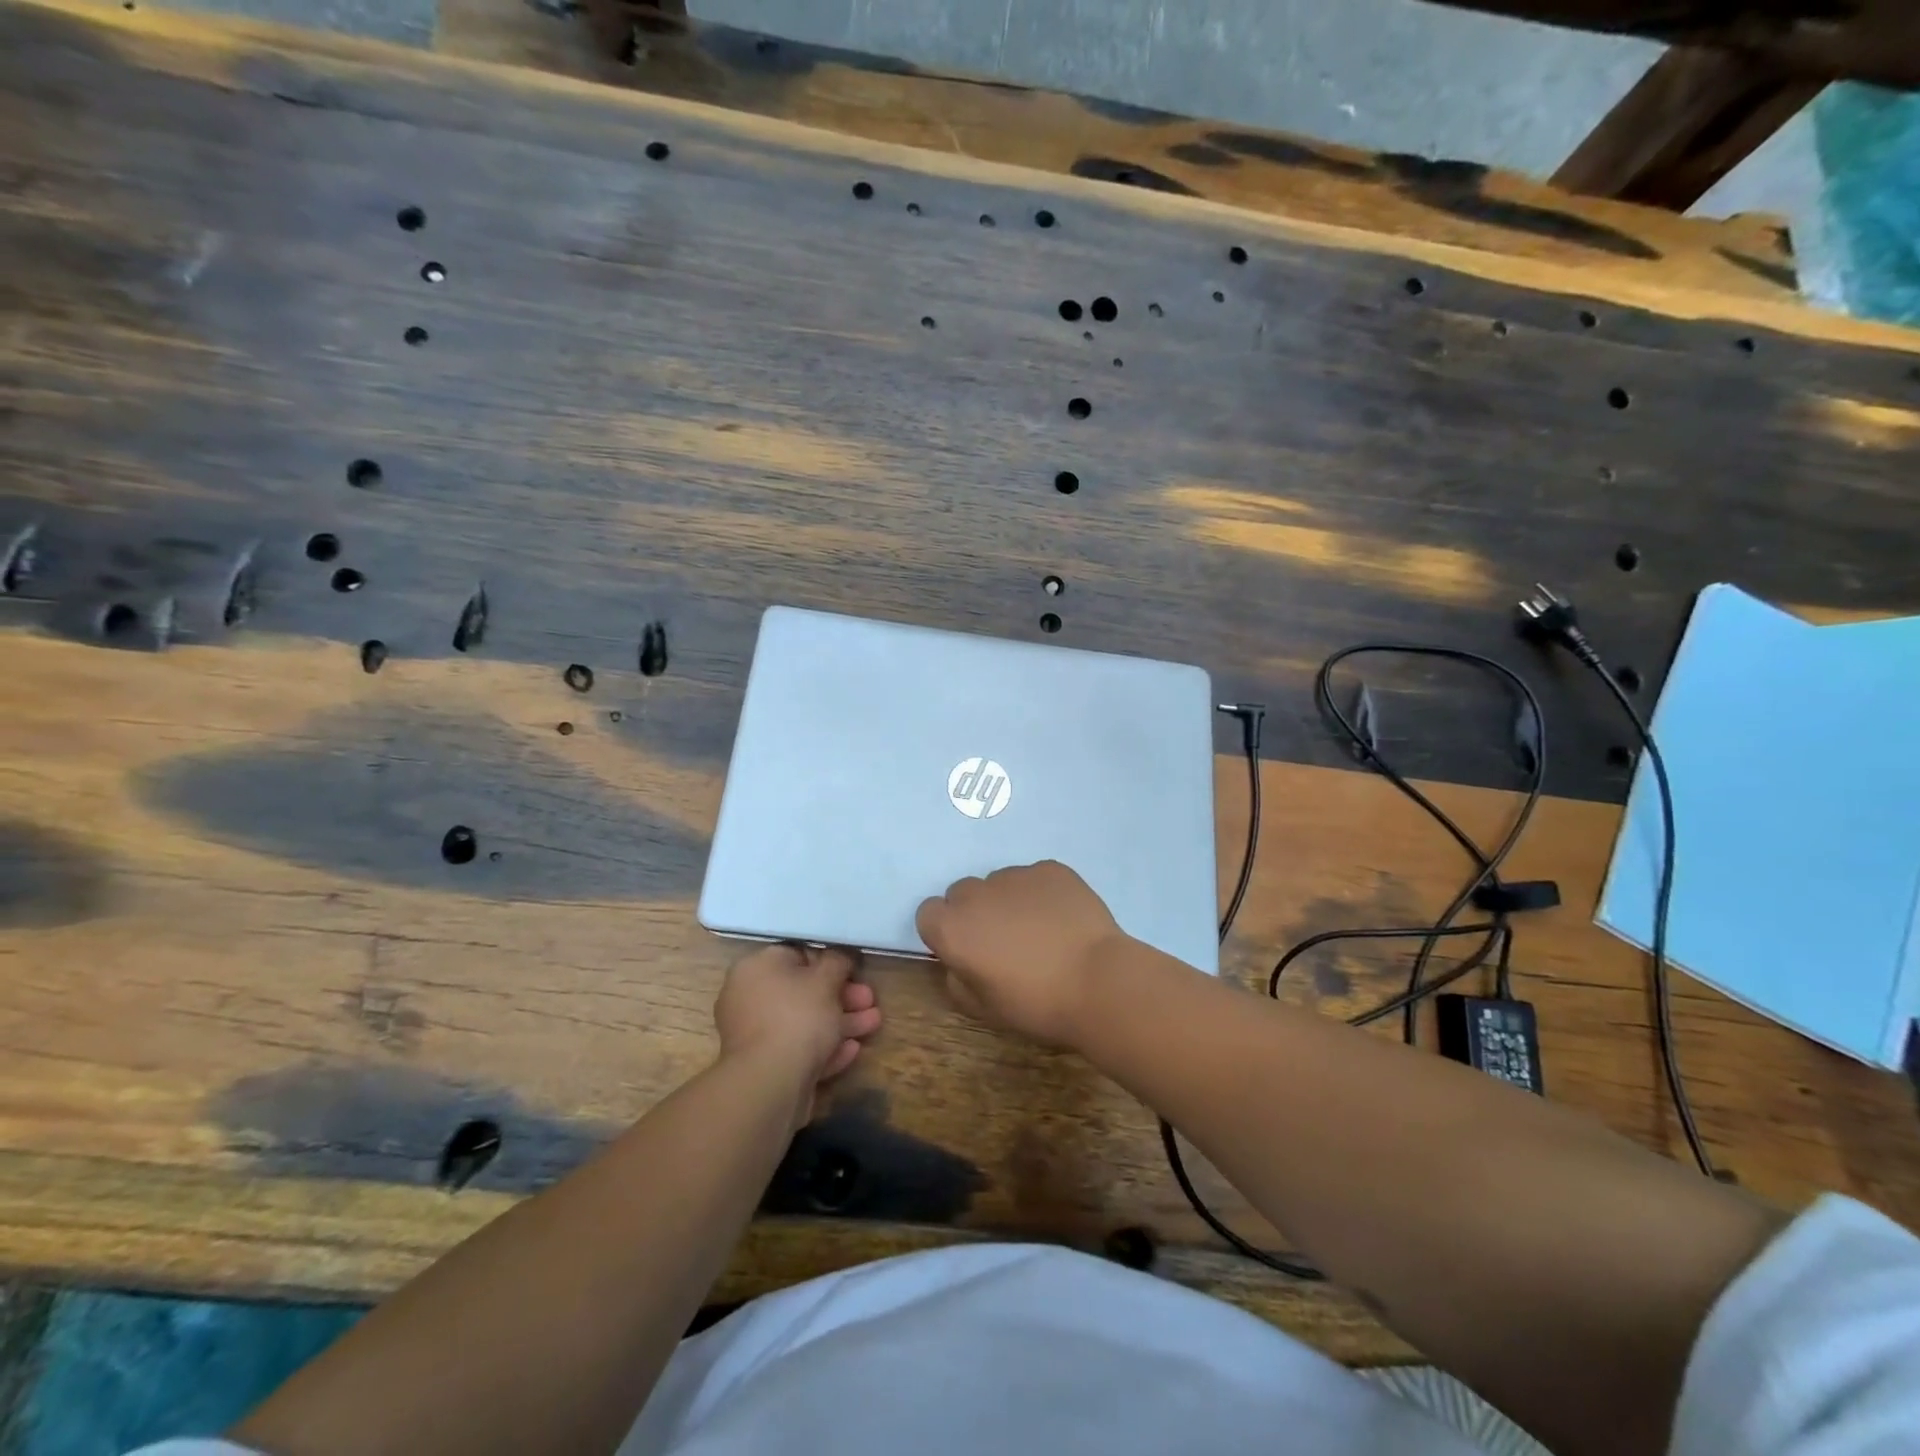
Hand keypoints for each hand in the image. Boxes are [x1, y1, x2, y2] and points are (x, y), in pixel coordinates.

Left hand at [714, 944, 881, 1128]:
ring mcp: (755, 1035)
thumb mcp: (826, 979)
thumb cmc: (798, 1016)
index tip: (855, 970)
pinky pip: (799, 1048)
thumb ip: (838, 961)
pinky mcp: (765, 1066)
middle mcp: (750, 997)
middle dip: (843, 996)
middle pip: (803, 991)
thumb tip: (841, 954)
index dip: (830, 961)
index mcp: (757, 968)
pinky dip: (825, 1047)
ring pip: (804, 1022)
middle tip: (870, 1000)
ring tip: (874, 1024)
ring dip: (841, 1022)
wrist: (770, 1082)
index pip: (796, 955)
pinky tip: (852, 1050)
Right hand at [916, 861, 1126, 1045]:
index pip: (928, 914)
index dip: (945, 932)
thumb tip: (960, 961)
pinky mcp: (1050, 869)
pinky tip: (1062, 919)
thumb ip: (957, 979)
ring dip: (1008, 901)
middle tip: (1004, 942)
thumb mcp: (983, 1008)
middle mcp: (977, 893)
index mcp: (952, 927)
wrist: (1098, 982)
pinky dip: (1041, 894)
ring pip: (1000, 883)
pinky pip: (1035, 878)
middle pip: (963, 894)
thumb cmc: (1035, 1004)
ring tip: (1040, 932)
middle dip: (975, 913)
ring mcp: (1015, 875)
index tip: (967, 951)